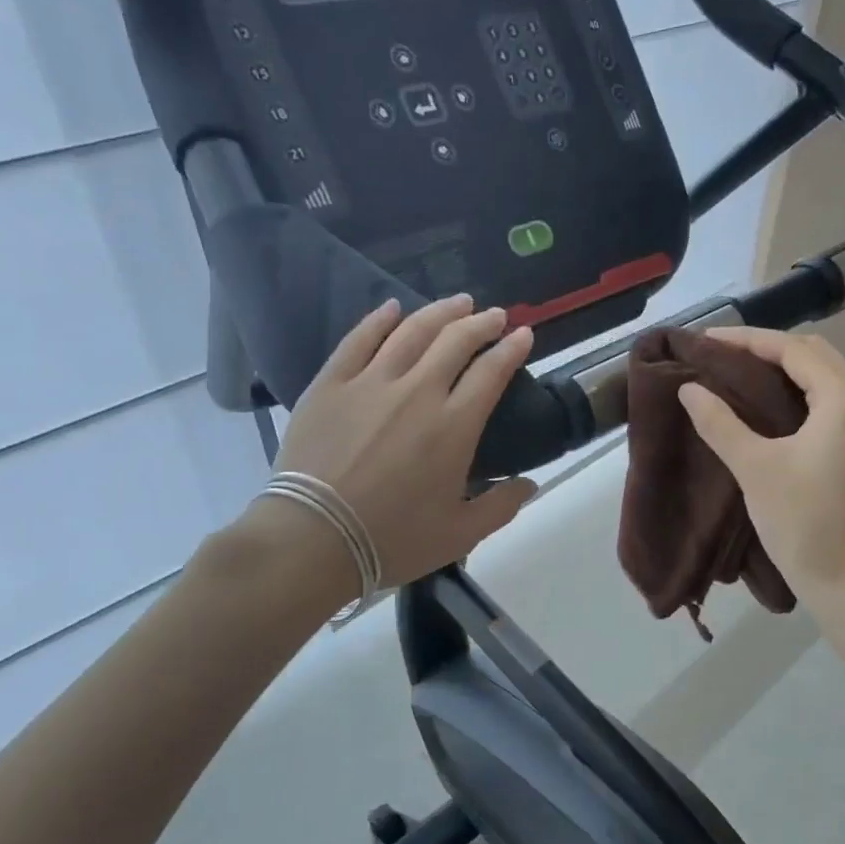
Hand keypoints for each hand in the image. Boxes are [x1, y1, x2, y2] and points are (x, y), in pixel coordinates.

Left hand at [268, 294, 538, 587]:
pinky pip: (358, 341)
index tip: (523, 335)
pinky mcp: (331, 385)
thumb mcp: (460, 534)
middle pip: (455, 341)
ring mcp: (370, 383)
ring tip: (458, 303)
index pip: (492, 373)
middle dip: (482, 323)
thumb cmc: (393, 540)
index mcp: (454, 427)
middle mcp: (417, 393)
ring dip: (439, 312)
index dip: (512, 349)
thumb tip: (530, 483)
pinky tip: (391, 308)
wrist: (314, 539)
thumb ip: (501, 506)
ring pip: (411, 332)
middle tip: (495, 315)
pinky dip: (378, 320)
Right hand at [678, 327, 844, 610]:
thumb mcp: (754, 468)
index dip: (749, 341)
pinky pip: (833, 402)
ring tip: (741, 372)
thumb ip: (720, 422)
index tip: (707, 340)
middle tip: (723, 354)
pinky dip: (802, 392)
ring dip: (787, 369)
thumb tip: (689, 389)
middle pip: (817, 356)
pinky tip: (771, 404)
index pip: (795, 351)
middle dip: (769, 349)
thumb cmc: (801, 523)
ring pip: (828, 378)